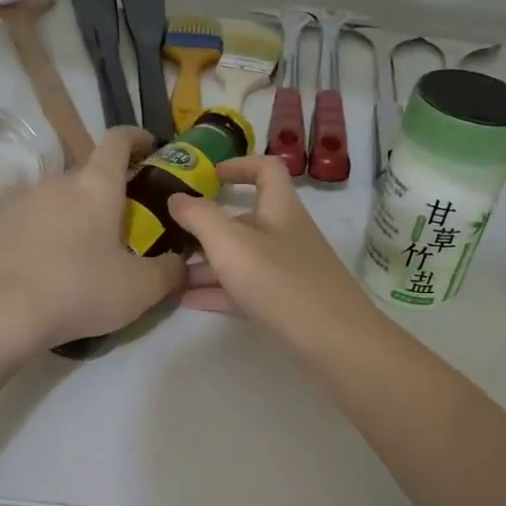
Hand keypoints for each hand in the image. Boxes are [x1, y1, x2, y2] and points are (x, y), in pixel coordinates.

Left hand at [0, 128, 185, 350]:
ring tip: (94, 246)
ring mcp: (27, 200)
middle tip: (130, 221)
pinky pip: (40, 217)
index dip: (137, 138)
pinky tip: (61, 262)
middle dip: (113, 189)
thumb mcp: (141, 288)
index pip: (118, 140)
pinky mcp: (5, 225)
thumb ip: (170, 270)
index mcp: (96, 184)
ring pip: (64, 196)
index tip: (151, 149)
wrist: (6, 314)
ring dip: (82, 211)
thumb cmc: (82, 289)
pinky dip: (56, 229)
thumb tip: (180, 262)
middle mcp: (60, 181)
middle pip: (91, 172)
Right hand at [168, 155, 373, 341]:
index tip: (208, 175)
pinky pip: (246, 289)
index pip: (266, 169)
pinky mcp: (286, 303)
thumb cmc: (280, 280)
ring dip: (208, 263)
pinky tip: (189, 301)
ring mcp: (288, 270)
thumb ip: (199, 217)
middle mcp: (286, 234)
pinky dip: (219, 291)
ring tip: (172, 273)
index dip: (238, 165)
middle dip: (208, 226)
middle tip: (173, 235)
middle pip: (246, 219)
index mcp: (280, 208)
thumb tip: (176, 197)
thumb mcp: (230, 243)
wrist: (334, 340)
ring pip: (242, 258)